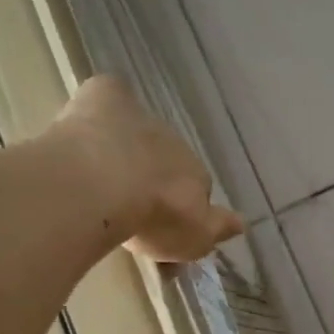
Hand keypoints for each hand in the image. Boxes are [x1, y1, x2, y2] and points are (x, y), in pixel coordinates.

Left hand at [58, 74, 243, 261]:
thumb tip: (243, 223)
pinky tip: (90, 116)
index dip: (179, 203)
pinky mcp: (107, 97)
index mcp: (197, 176)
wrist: (103, 185)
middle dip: (153, 174)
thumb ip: (218, 228)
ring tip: (100, 170)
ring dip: (126, 145)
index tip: (162, 221)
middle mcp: (175, 143)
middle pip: (167, 157)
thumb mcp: (194, 239)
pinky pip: (112, 94)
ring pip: (139, 130)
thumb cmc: (151, 218)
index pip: (196, 186)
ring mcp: (141, 118)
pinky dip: (105, 103)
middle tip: (128, 199)